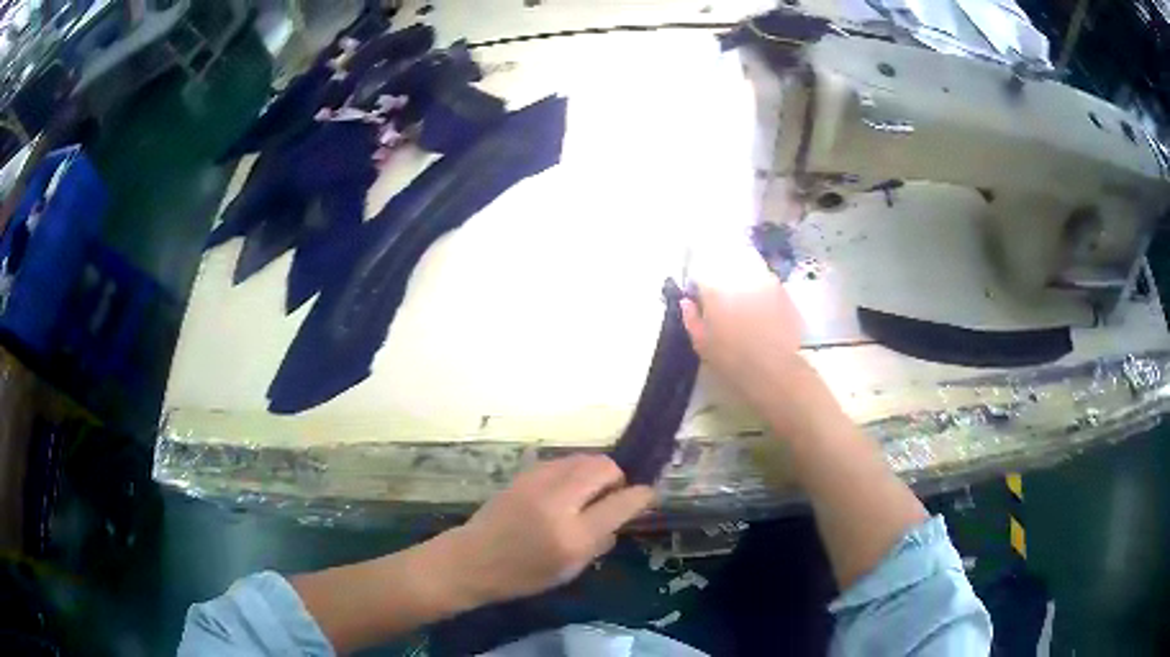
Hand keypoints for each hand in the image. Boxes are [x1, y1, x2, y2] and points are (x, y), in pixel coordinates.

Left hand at [443, 455, 653, 604]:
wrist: (472, 559)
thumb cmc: (522, 575)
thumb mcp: (570, 570)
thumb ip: (600, 542)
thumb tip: (621, 517)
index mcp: (574, 535)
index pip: (621, 504)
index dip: (641, 496)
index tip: (648, 496)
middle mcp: (559, 501)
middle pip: (604, 467)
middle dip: (617, 478)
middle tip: (612, 497)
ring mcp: (539, 482)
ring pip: (584, 458)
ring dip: (595, 472)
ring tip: (589, 493)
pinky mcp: (524, 474)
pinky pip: (562, 461)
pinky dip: (574, 471)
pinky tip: (565, 490)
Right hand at [681, 242, 804, 407]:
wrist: (772, 368)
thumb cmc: (731, 358)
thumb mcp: (701, 343)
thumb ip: (691, 318)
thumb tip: (687, 302)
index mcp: (715, 286)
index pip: (701, 271)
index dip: (699, 282)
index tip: (699, 295)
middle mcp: (740, 275)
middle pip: (728, 261)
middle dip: (722, 270)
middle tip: (722, 291)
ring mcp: (765, 280)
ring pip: (750, 266)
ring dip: (743, 275)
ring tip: (743, 295)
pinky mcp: (783, 290)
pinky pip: (768, 281)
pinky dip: (762, 287)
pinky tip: (762, 305)